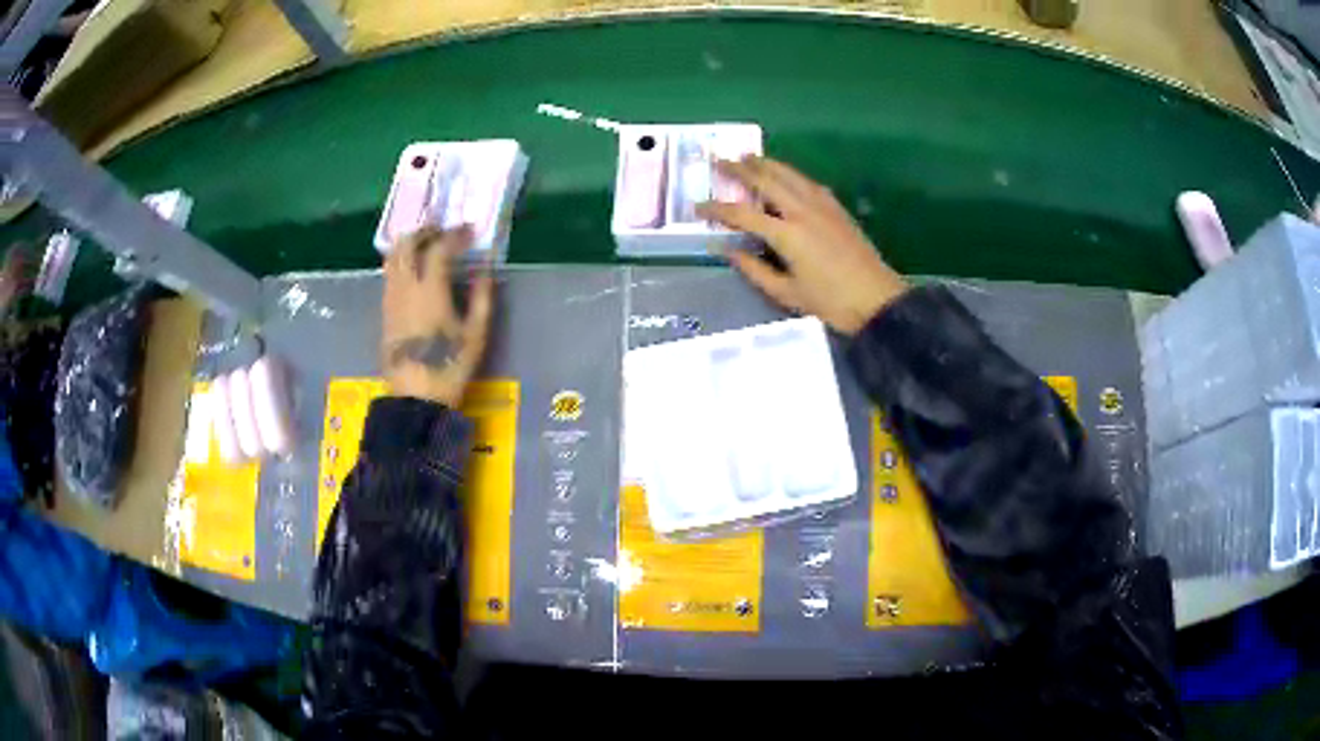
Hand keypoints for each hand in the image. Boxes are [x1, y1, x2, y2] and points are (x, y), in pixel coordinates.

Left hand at [382, 226, 493, 405]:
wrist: (415, 399)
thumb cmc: (449, 367)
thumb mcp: (476, 335)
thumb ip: (482, 298)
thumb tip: (485, 270)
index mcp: (430, 290)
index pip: (438, 248)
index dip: (454, 235)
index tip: (469, 231)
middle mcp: (406, 287)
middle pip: (407, 244)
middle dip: (425, 231)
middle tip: (443, 230)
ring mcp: (391, 298)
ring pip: (393, 257)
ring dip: (410, 243)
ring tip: (427, 244)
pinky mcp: (384, 311)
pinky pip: (389, 274)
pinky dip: (400, 261)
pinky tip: (413, 269)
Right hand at [698, 156, 907, 334]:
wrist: (878, 299)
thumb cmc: (831, 303)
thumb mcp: (787, 294)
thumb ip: (754, 270)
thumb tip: (727, 250)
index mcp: (787, 234)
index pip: (743, 215)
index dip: (717, 209)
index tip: (697, 206)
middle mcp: (803, 211)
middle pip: (766, 181)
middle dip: (740, 169)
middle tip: (719, 159)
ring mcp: (823, 206)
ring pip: (789, 175)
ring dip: (766, 164)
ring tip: (748, 156)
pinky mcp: (837, 209)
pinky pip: (808, 183)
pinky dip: (791, 174)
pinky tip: (786, 175)